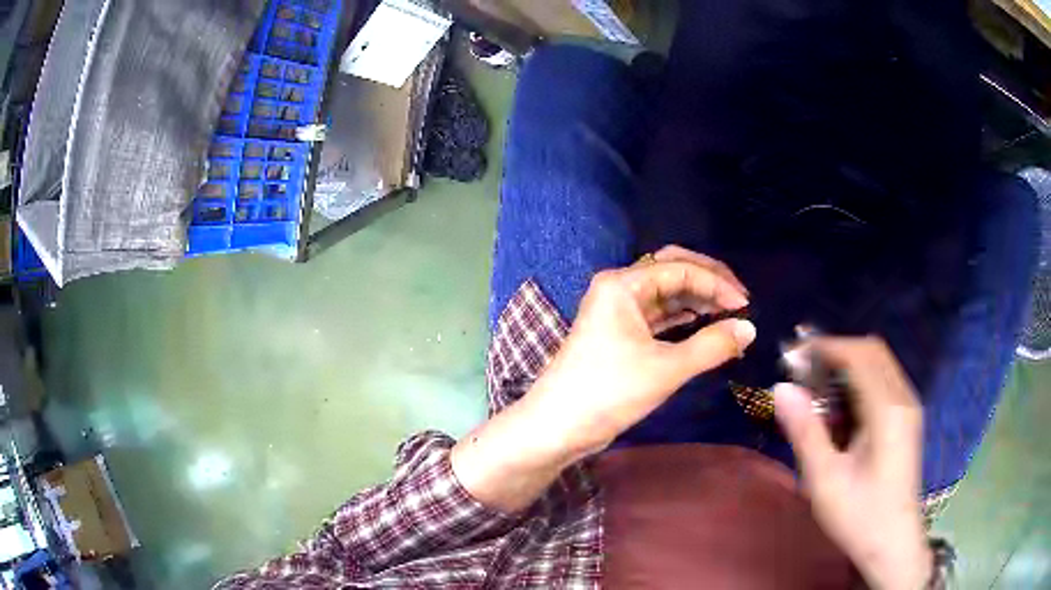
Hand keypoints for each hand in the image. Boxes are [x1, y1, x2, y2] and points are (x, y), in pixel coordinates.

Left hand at [525, 245, 755, 457]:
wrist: (557, 426)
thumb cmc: (609, 392)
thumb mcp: (666, 369)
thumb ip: (712, 346)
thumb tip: (749, 329)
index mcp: (623, 284)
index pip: (680, 268)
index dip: (716, 283)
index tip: (745, 305)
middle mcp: (619, 289)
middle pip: (671, 271)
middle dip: (707, 282)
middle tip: (739, 302)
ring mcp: (617, 312)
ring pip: (665, 295)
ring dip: (697, 301)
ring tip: (729, 315)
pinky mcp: (619, 334)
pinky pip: (657, 316)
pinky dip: (682, 320)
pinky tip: (704, 326)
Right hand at [774, 337, 931, 589]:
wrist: (893, 543)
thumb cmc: (859, 516)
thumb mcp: (825, 480)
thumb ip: (806, 432)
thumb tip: (782, 388)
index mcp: (887, 411)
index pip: (859, 355)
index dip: (826, 347)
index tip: (794, 357)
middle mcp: (903, 398)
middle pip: (872, 351)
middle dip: (837, 352)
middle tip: (804, 372)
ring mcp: (909, 407)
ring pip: (880, 364)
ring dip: (848, 366)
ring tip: (818, 390)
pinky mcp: (908, 418)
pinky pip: (885, 381)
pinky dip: (860, 381)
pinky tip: (842, 410)